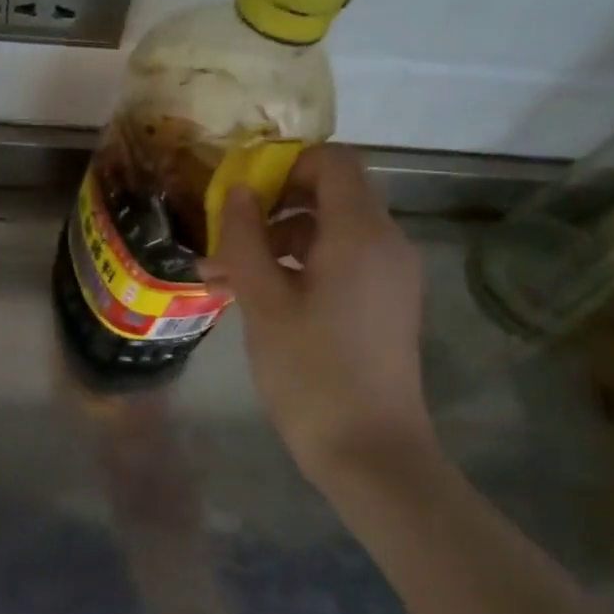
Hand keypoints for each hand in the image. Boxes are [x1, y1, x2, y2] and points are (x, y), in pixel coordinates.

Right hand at [202, 145, 435, 487]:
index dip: (284, 165)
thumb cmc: (310, 372)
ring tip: (224, 278)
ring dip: (277, 243)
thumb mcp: (263, 303)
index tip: (239, 194)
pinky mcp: (384, 304)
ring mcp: (389, 276)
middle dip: (271, 209)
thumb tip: (235, 191)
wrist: (369, 451)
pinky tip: (256, 299)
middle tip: (224, 239)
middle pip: (330, 196)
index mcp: (361, 234)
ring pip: (330, 233)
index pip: (333, 162)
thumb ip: (245, 240)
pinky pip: (340, 264)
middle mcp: (386, 244)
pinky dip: (299, 268)